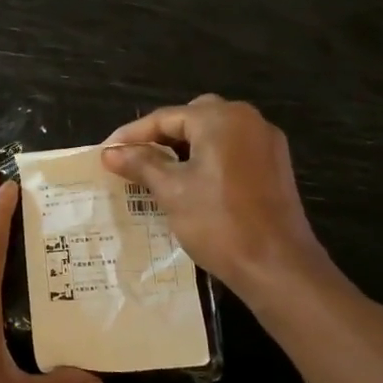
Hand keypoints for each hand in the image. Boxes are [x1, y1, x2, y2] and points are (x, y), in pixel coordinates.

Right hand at [101, 94, 342, 299]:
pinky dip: (208, 159)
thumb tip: (111, 152)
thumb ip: (141, 164)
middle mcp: (248, 120)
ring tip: (157, 171)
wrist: (277, 265)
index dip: (132, 135)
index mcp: (221, 119)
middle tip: (134, 158)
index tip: (106, 153)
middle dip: (161, 136)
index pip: (166, 117)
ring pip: (214, 134)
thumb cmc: (219, 223)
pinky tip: (191, 183)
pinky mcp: (275, 166)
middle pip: (192, 118)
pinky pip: (233, 150)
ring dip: (185, 147)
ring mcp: (266, 143)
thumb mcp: (172, 191)